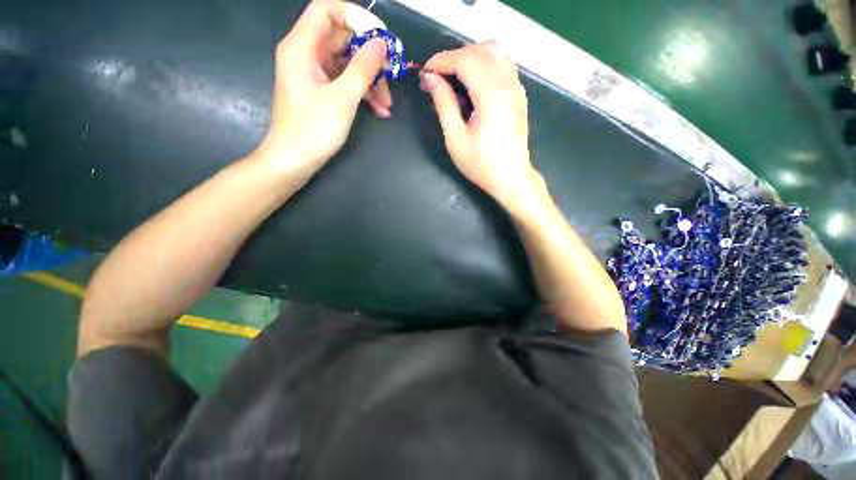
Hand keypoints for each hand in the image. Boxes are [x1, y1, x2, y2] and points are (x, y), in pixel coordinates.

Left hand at [255, 0, 390, 179]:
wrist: (294, 160)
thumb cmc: (313, 130)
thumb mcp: (342, 98)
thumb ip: (362, 68)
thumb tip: (381, 44)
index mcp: (302, 47)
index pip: (327, 10)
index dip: (356, 17)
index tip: (381, 37)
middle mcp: (306, 54)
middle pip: (342, 39)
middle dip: (370, 57)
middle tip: (392, 73)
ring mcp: (314, 73)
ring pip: (347, 64)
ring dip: (371, 81)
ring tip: (387, 104)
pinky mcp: (321, 91)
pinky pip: (345, 82)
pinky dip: (363, 93)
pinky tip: (379, 110)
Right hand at [420, 42, 539, 211]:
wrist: (511, 178)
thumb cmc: (481, 164)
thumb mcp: (456, 139)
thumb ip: (444, 105)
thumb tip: (430, 78)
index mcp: (491, 97)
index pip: (466, 60)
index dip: (442, 61)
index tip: (425, 71)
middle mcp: (508, 84)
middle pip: (479, 50)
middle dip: (453, 57)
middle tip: (436, 77)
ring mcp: (517, 87)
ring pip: (493, 52)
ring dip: (469, 57)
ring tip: (452, 77)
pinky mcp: (519, 93)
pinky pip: (502, 63)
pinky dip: (484, 63)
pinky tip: (472, 81)